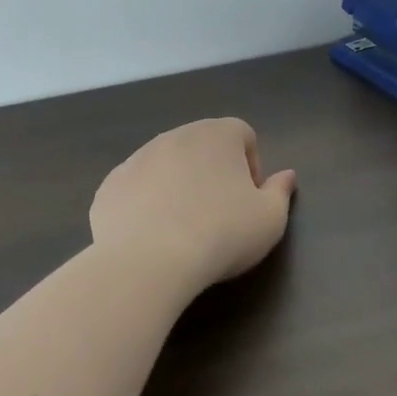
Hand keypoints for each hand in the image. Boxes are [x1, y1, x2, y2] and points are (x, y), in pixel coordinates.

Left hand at [90, 118, 297, 294]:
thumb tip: (286, 176)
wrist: (148, 261)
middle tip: (218, 217)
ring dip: (177, 188)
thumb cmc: (221, 234)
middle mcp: (175, 135)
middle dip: (212, 175)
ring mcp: (137, 158)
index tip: (249, 202)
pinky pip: (136, 189)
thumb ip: (281, 192)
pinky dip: (145, 206)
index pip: (243, 136)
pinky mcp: (110, 185)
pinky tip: (150, 238)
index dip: (252, 168)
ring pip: (166, 166)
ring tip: (182, 230)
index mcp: (218, 134)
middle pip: (202, 148)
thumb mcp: (269, 220)